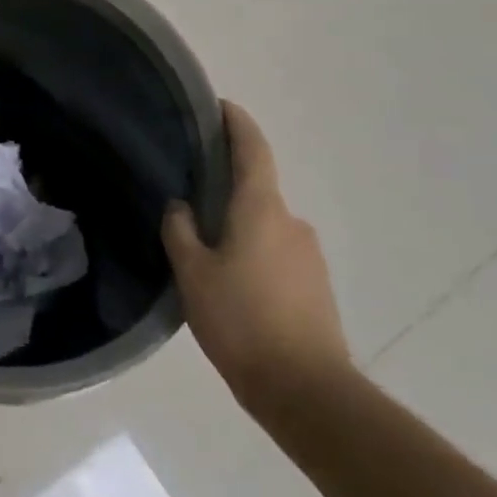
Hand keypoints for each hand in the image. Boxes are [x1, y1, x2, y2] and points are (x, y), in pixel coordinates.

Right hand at [161, 100, 352, 421]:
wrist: (306, 390)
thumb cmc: (241, 320)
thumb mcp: (193, 273)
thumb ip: (180, 231)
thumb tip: (180, 206)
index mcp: (261, 209)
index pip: (252, 149)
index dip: (236, 123)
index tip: (219, 106)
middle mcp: (291, 221)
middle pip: (256, 188)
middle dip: (226, 186)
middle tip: (189, 194)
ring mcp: (308, 255)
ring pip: (265, 225)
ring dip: (238, 226)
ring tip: (203, 248)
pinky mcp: (315, 285)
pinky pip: (276, 252)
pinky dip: (253, 252)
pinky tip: (231, 281)